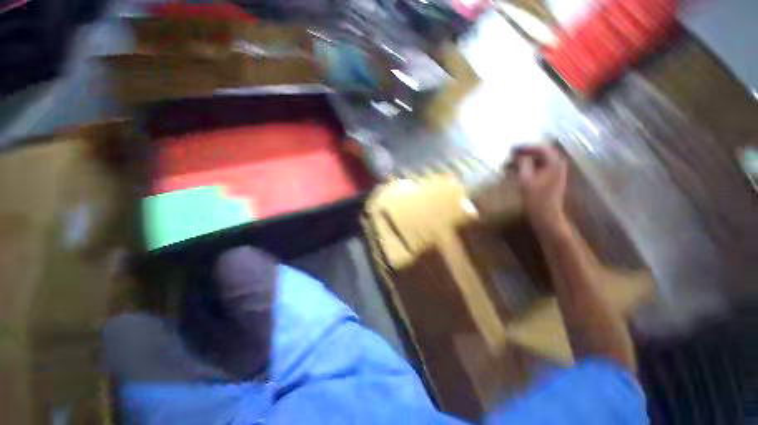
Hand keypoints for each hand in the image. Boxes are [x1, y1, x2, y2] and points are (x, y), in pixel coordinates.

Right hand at [512, 145, 568, 232]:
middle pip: (542, 153)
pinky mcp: (551, 180)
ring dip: (527, 160)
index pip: (541, 148)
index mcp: (554, 163)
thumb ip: (523, 164)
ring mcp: (556, 173)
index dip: (526, 147)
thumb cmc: (536, 197)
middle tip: (512, 154)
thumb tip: (519, 155)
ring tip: (512, 161)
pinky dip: (529, 167)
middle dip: (526, 152)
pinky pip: (540, 168)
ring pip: (540, 161)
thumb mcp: (526, 179)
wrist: (546, 214)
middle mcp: (558, 165)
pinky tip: (518, 170)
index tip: (512, 148)